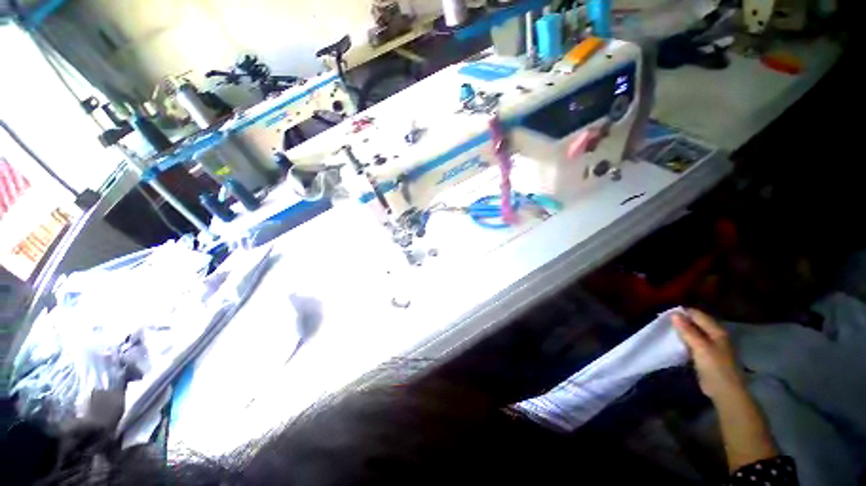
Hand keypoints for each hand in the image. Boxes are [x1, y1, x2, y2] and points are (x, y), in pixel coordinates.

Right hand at [673, 309, 745, 400]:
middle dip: (680, 321)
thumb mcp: (700, 347)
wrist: (725, 391)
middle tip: (663, 322)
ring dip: (681, 331)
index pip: (697, 315)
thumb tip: (674, 314)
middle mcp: (715, 335)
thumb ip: (687, 330)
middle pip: (695, 323)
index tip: (664, 315)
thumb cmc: (715, 367)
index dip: (682, 313)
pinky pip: (693, 343)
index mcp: (716, 331)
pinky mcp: (706, 355)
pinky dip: (684, 341)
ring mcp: (711, 346)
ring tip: (666, 331)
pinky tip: (675, 343)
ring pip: (693, 332)